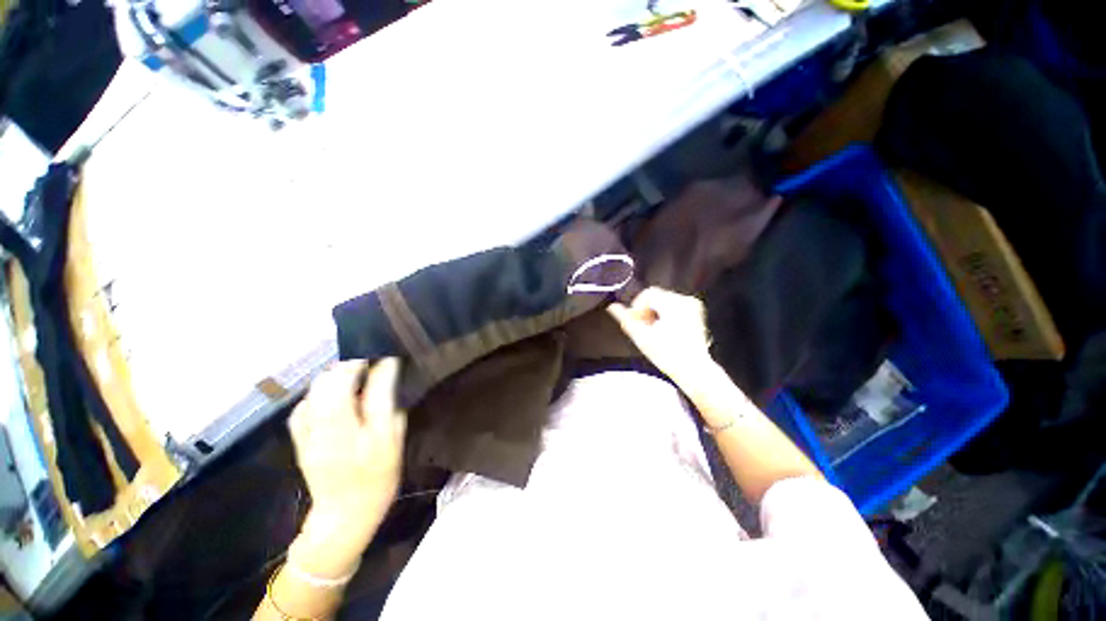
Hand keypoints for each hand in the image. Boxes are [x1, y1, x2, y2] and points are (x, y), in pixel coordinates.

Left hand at [288, 358, 405, 536]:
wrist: (344, 514)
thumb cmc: (377, 476)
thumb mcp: (392, 439)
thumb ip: (387, 402)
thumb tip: (386, 370)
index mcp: (352, 427)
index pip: (358, 383)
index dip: (371, 362)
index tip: (384, 353)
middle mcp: (324, 425)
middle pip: (329, 381)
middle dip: (349, 364)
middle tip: (370, 362)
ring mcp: (307, 431)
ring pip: (315, 389)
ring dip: (334, 375)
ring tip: (354, 374)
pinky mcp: (299, 437)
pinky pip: (304, 404)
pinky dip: (319, 392)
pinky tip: (332, 395)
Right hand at [607, 287, 713, 386]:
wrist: (692, 369)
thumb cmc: (667, 355)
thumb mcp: (641, 337)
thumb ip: (625, 319)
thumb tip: (612, 307)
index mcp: (672, 305)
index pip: (648, 293)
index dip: (637, 306)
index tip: (634, 319)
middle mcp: (685, 301)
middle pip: (656, 296)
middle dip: (646, 309)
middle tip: (641, 326)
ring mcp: (693, 306)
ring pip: (664, 300)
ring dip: (654, 311)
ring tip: (652, 329)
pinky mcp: (696, 312)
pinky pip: (675, 304)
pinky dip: (665, 312)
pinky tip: (662, 328)